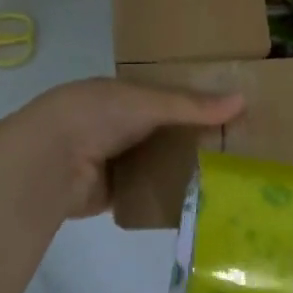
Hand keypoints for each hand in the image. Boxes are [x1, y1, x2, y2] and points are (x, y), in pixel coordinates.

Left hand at [5, 79, 243, 219]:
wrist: (49, 161)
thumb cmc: (96, 115)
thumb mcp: (147, 101)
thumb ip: (191, 105)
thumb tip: (243, 100)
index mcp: (121, 94)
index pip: (166, 96)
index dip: (196, 102)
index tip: (233, 111)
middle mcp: (117, 125)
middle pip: (165, 132)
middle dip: (195, 138)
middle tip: (241, 147)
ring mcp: (114, 160)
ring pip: (158, 163)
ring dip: (184, 168)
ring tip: (230, 175)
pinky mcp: (113, 192)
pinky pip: (148, 192)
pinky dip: (168, 194)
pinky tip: (201, 199)